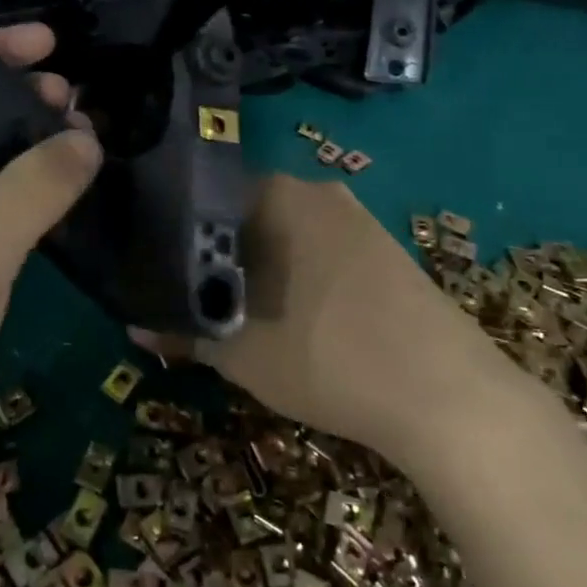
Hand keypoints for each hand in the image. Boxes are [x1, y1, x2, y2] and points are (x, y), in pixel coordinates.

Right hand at [139, 176, 500, 465]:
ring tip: (236, 311)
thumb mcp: (242, 353)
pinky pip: (320, 248)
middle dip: (215, 254)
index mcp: (277, 195)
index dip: (175, 236)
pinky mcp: (385, 247)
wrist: (451, 397)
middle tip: (191, 297)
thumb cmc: (329, 357)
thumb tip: (135, 327)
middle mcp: (315, 190)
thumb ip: (183, 332)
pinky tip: (294, 316)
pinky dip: (296, 274)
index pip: (204, 197)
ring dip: (257, 266)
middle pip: (244, 214)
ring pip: (284, 233)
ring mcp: (356, 216)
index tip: (159, 271)